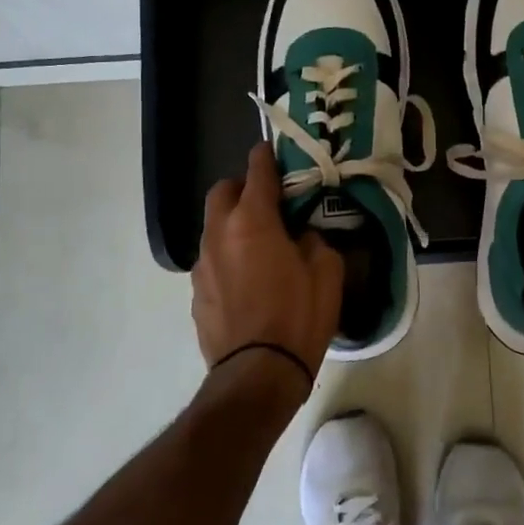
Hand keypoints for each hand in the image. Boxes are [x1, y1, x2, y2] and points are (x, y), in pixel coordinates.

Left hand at [192, 144, 343, 381]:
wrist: (257, 374)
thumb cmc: (299, 317)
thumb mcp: (327, 273)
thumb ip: (314, 242)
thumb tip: (302, 237)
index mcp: (252, 222)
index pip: (256, 173)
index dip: (264, 158)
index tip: (270, 150)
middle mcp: (219, 235)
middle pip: (221, 193)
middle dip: (241, 187)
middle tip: (266, 199)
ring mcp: (202, 265)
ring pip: (213, 227)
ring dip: (233, 224)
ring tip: (259, 244)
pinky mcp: (196, 293)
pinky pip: (212, 261)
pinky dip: (227, 257)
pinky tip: (247, 280)